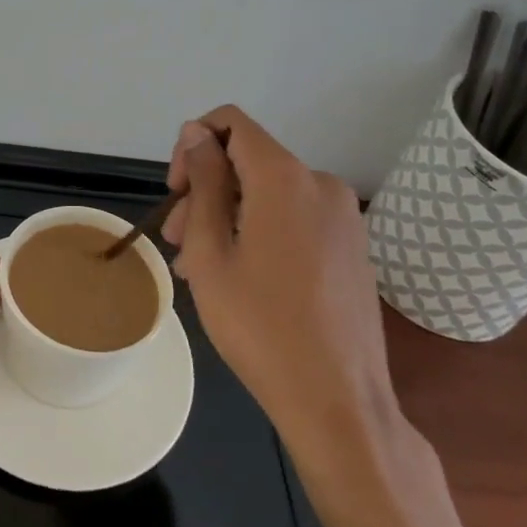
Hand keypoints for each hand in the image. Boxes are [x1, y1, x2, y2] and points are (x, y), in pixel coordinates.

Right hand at [161, 106, 400, 468]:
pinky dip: (258, 230)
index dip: (193, 145)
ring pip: (267, 193)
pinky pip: (293, 217)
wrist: (338, 402)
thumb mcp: (211, 250)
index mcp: (285, 177)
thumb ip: (204, 181)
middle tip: (177, 242)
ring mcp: (343, 216)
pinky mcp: (351, 245)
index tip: (175, 191)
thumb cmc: (260, 325)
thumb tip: (197, 133)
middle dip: (205, 190)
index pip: (231, 124)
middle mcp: (320, 183)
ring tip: (200, 268)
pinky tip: (238, 276)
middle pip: (247, 162)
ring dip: (227, 216)